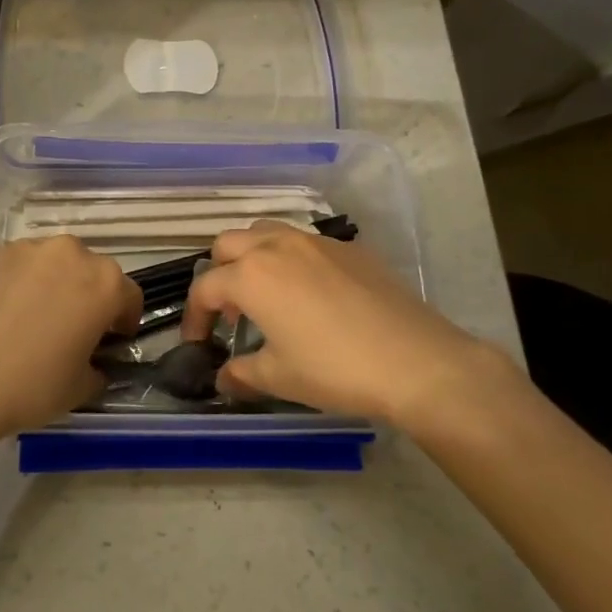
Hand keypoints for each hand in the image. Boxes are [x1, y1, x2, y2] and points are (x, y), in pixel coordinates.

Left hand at [0, 236, 141, 442]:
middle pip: (90, 272)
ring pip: (51, 264)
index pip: (129, 296)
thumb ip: (97, 368)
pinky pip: (16, 266)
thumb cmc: (29, 385)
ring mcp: (26, 249)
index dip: (123, 321)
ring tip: (30, 319)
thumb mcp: (80, 388)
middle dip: (87, 296)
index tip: (111, 341)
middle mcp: (69, 253)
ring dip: (51, 285)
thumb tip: (93, 363)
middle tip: (71, 329)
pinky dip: (16, 283)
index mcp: (104, 283)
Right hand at [180, 221, 527, 429]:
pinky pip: (307, 244)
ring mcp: (317, 242)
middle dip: (220, 273)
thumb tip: (223, 378)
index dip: (195, 317)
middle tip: (232, 312)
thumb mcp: (279, 377)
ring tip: (268, 296)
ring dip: (254, 258)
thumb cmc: (334, 370)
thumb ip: (242, 373)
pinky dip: (293, 261)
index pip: (205, 287)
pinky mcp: (350, 249)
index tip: (199, 342)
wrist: (415, 361)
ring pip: (268, 233)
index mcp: (251, 275)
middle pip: (229, 244)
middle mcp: (278, 246)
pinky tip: (313, 296)